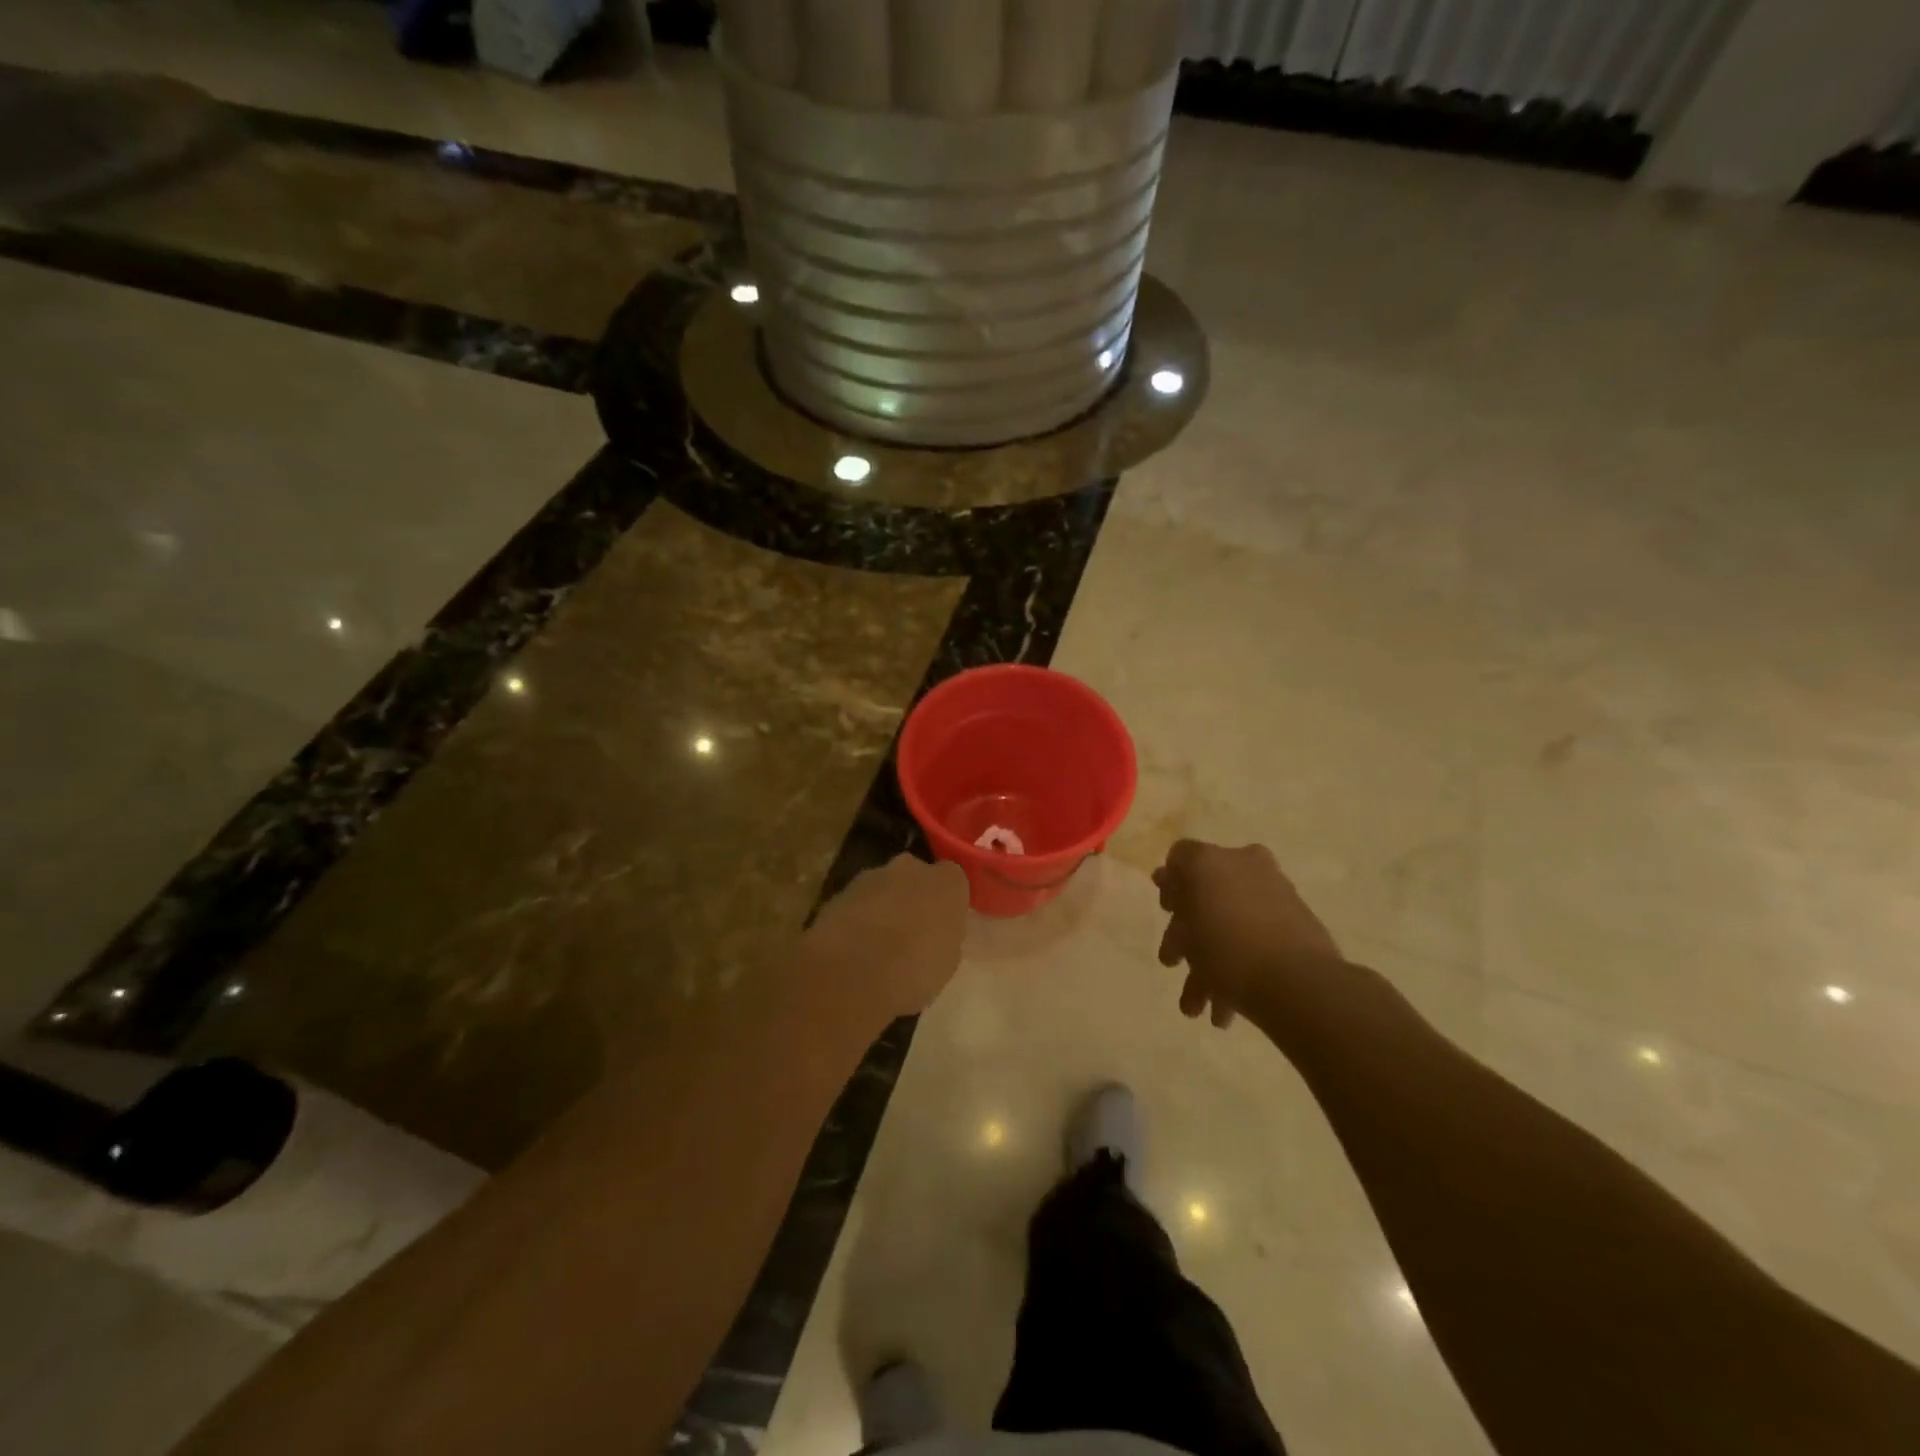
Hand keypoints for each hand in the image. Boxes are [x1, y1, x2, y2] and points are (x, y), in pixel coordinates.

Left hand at [803, 855, 970, 1029]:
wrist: (853, 972)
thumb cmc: (915, 970)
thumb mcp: (947, 962)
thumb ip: (943, 936)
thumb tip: (933, 934)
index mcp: (948, 883)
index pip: (953, 880)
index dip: (946, 902)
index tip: (942, 925)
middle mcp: (912, 868)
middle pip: (916, 877)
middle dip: (914, 897)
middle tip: (911, 931)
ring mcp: (872, 876)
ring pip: (884, 887)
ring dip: (883, 906)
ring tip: (877, 944)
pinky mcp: (840, 891)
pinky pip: (858, 902)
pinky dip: (857, 917)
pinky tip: (854, 947)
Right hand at [1153, 839, 1342, 1029]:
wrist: (1298, 981)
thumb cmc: (1226, 945)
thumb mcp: (1185, 922)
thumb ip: (1174, 893)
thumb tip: (1166, 875)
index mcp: (1219, 858)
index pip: (1182, 859)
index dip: (1170, 885)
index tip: (1167, 914)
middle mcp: (1248, 869)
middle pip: (1205, 897)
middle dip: (1186, 936)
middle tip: (1173, 961)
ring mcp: (1275, 899)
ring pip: (1229, 926)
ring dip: (1207, 965)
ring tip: (1195, 1006)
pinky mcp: (1296, 929)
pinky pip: (1254, 943)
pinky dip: (1235, 972)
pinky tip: (1222, 1011)